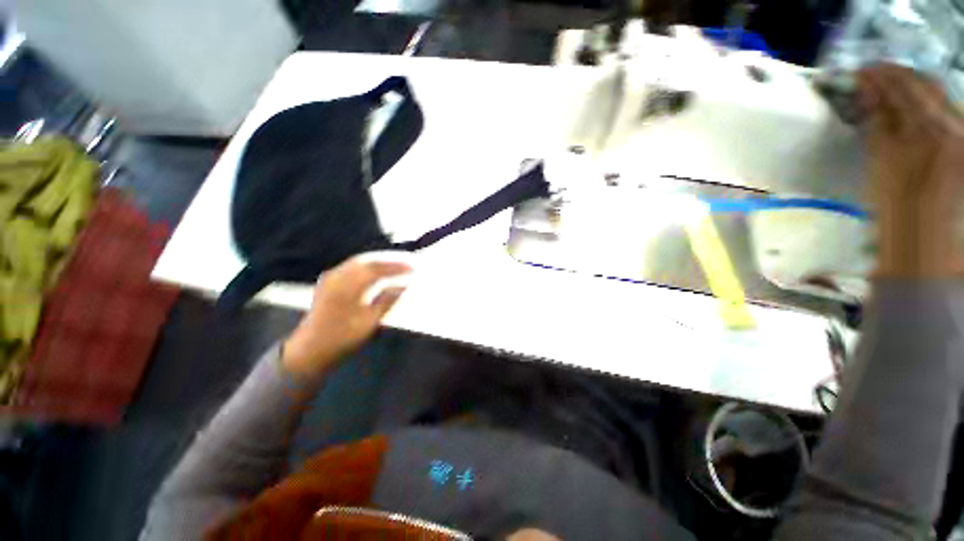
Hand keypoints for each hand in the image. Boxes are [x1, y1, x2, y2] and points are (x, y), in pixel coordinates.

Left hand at [282, 254, 411, 379]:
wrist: (310, 349)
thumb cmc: (342, 337)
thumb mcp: (369, 321)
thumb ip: (387, 300)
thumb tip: (403, 285)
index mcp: (348, 286)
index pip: (377, 269)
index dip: (396, 267)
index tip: (413, 268)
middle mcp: (338, 276)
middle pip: (367, 261)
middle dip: (388, 261)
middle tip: (406, 262)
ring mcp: (331, 278)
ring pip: (358, 262)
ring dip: (378, 261)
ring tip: (394, 264)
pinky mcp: (328, 282)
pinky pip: (351, 266)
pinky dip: (366, 265)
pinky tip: (374, 270)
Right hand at [857, 64, 963, 276]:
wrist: (926, 237)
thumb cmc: (898, 204)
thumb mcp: (882, 162)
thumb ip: (879, 122)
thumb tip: (869, 91)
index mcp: (930, 129)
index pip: (904, 87)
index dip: (881, 75)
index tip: (860, 70)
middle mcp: (953, 123)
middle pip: (926, 85)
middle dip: (899, 75)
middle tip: (874, 72)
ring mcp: (962, 132)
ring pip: (938, 95)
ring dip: (913, 86)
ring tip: (892, 83)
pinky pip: (946, 109)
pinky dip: (927, 101)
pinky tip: (914, 102)